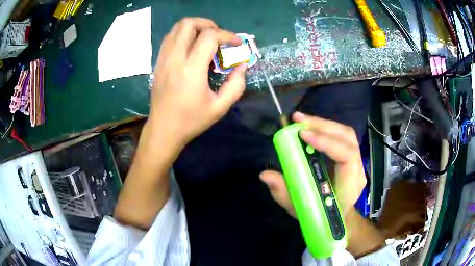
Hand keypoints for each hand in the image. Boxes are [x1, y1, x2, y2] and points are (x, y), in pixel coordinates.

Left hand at [147, 17, 245, 150]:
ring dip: (194, 27)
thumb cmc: (191, 121)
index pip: (209, 37)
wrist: (163, 130)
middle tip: (219, 36)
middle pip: (188, 24)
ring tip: (205, 39)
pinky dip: (182, 35)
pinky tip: (191, 47)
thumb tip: (242, 65)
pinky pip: (169, 39)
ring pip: (176, 28)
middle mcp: (175, 59)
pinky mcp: (158, 63)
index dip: (227, 35)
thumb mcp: (220, 107)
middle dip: (208, 24)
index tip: (236, 44)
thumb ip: (236, 85)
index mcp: (191, 70)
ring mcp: (163, 59)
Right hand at [260, 112, 366, 218]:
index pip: (347, 156)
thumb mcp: (300, 209)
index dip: (327, 142)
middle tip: (297, 120)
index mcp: (350, 186)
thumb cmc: (321, 217)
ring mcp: (357, 161)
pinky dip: (325, 128)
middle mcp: (358, 170)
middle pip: (347, 138)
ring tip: (300, 119)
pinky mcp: (352, 156)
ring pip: (345, 133)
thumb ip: (283, 193)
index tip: (303, 135)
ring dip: (323, 123)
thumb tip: (265, 174)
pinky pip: (341, 136)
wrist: (339, 218)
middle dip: (322, 125)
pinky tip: (310, 126)